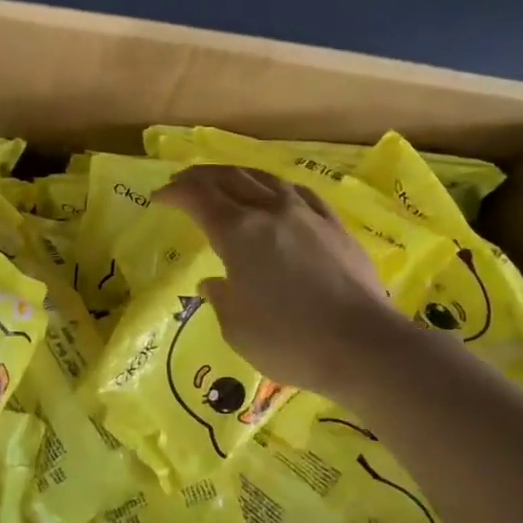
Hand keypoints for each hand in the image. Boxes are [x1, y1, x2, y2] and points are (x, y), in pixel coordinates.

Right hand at [155, 164, 397, 400]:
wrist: (364, 346)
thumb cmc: (289, 341)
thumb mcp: (236, 328)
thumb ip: (221, 298)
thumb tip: (215, 282)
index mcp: (239, 233)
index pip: (198, 198)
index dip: (174, 193)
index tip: (158, 198)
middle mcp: (271, 212)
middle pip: (230, 178)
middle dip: (200, 177)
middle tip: (182, 184)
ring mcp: (307, 215)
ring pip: (265, 178)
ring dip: (237, 176)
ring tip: (224, 182)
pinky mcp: (335, 226)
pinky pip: (298, 192)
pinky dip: (274, 187)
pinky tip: (276, 196)